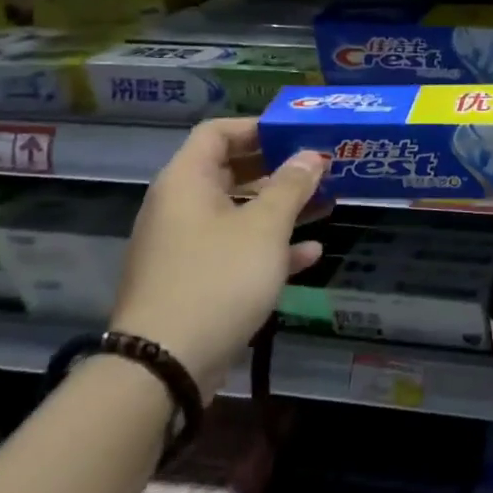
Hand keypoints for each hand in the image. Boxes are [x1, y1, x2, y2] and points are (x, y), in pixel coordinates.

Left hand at [111, 119, 328, 390]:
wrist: (165, 364)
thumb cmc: (218, 278)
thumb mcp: (265, 227)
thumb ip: (291, 186)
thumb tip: (311, 156)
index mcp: (187, 182)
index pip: (218, 133)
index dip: (259, 127)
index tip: (299, 134)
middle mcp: (181, 208)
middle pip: (232, 171)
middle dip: (280, 169)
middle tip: (322, 169)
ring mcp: (186, 247)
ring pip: (240, 213)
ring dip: (282, 208)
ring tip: (327, 205)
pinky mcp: (195, 281)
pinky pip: (237, 251)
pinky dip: (271, 248)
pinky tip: (310, 253)